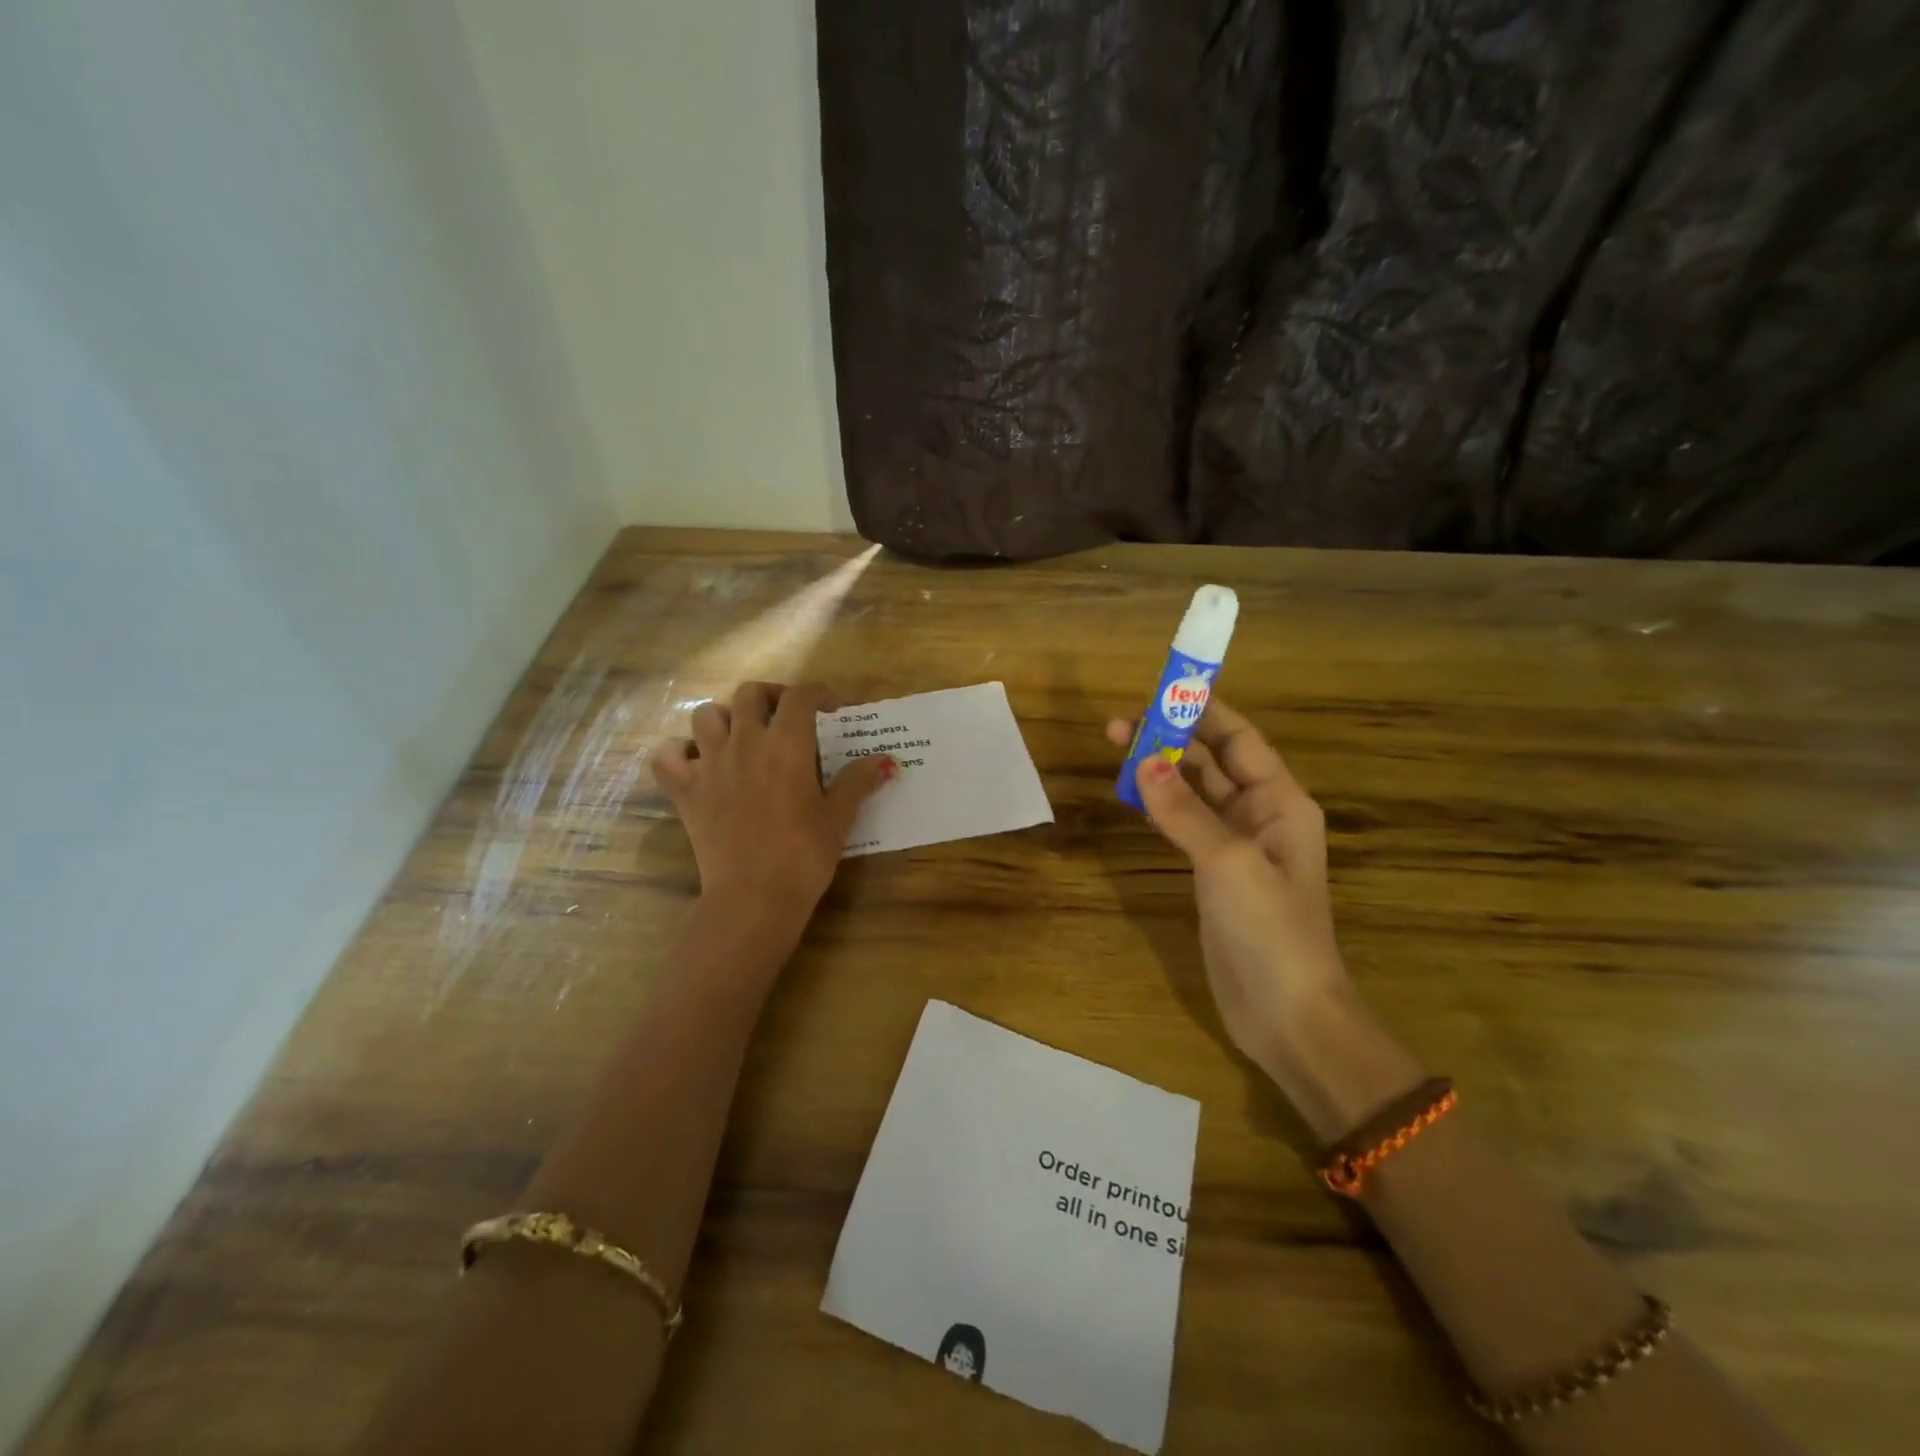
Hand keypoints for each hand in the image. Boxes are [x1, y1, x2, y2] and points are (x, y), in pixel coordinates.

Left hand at [657, 682, 894, 920]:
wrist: (754, 897)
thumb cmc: (803, 855)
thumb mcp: (838, 817)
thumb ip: (858, 781)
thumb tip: (886, 761)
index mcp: (786, 745)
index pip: (801, 696)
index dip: (819, 694)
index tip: (832, 710)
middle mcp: (745, 742)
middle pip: (749, 693)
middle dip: (771, 696)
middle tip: (786, 717)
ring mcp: (709, 764)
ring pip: (706, 715)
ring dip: (725, 718)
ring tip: (742, 737)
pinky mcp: (685, 791)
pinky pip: (666, 756)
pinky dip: (678, 752)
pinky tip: (696, 763)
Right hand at [1108, 700, 1355, 1081]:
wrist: (1286, 1013)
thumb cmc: (1270, 930)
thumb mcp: (1228, 861)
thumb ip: (1185, 810)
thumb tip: (1144, 762)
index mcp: (1280, 802)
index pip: (1239, 739)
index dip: (1203, 712)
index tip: (1159, 692)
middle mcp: (1261, 815)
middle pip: (1212, 762)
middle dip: (1170, 739)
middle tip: (1116, 726)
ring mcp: (1237, 846)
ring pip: (1195, 793)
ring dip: (1161, 772)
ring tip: (1116, 753)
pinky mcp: (1214, 874)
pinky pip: (1185, 825)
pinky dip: (1160, 807)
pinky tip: (1134, 798)